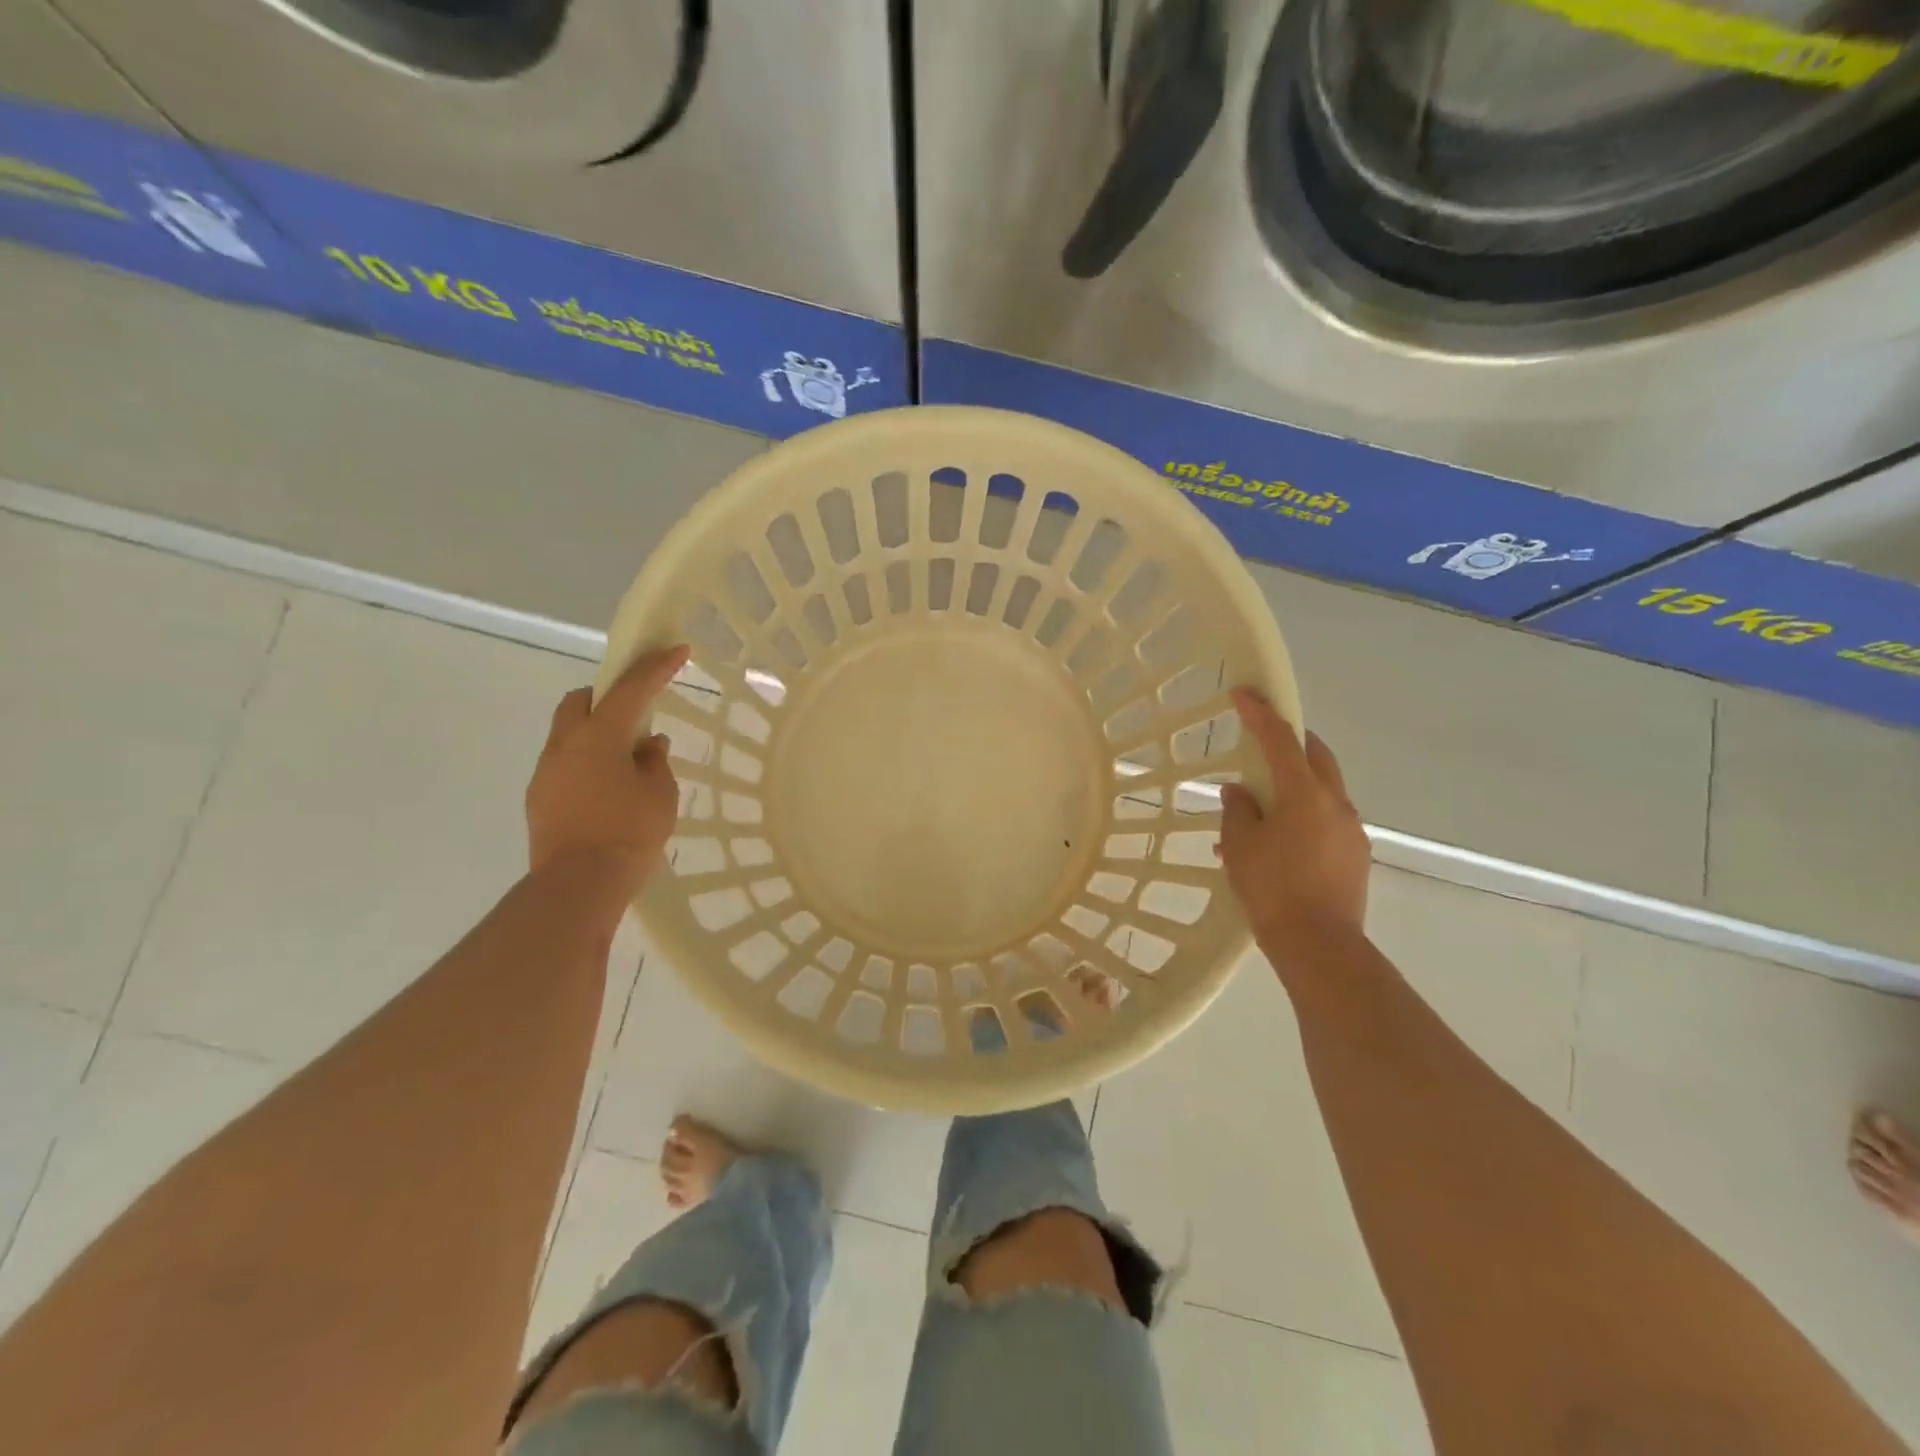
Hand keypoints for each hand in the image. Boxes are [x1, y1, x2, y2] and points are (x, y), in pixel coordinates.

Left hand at [525, 645, 688, 898]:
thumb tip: (647, 745)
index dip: (655, 667)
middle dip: (607, 695)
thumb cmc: (628, 833)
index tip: (676, 650)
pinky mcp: (540, 798)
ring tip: (627, 757)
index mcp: (599, 736)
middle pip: (581, 701)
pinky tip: (609, 787)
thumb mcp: (659, 794)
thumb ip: (654, 762)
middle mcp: (565, 745)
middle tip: (636, 710)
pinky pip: (565, 763)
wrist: (578, 885)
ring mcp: (546, 772)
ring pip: (569, 733)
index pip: (630, 689)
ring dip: (597, 732)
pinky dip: (587, 761)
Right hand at [1219, 688, 1369, 953]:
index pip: (1281, 740)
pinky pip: (1326, 820)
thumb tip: (1241, 793)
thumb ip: (1239, 812)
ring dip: (1294, 784)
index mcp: (1305, 794)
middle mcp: (1335, 803)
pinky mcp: (1355, 855)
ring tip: (1260, 807)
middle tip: (1263, 740)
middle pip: (1316, 756)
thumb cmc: (1273, 889)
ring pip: (1322, 790)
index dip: (1261, 713)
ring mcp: (1351, 830)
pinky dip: (1302, 816)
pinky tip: (1276, 843)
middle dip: (1290, 741)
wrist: (1320, 945)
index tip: (1243, 693)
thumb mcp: (1241, 846)